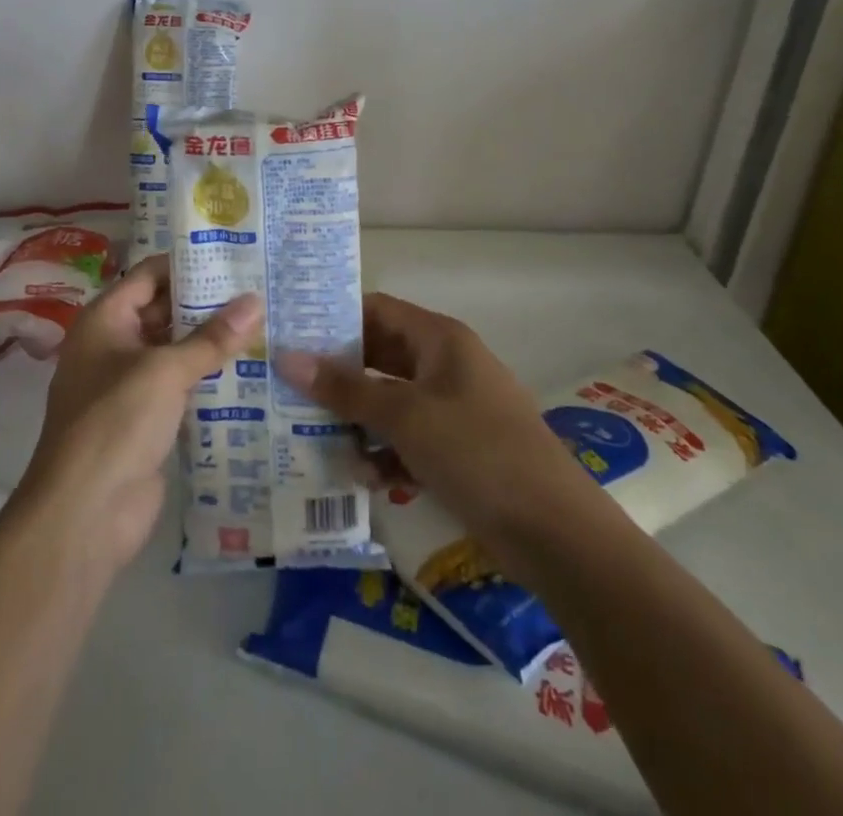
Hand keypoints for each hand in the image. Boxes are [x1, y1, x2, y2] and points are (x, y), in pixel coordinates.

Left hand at [17, 255, 260, 570]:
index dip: (188, 263)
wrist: (85, 512)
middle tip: (260, 289)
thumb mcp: (166, 370)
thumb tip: (256, 301)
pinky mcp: (147, 420)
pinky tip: (251, 371)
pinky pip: (182, 386)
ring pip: (176, 350)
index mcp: (105, 320)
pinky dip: (209, 378)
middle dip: (207, 303)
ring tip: (265, 323)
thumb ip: (212, 337)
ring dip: (212, 342)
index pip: (150, 275)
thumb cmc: (116, 421)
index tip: (235, 256)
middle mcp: (114, 344)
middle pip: (164, 311)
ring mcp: (130, 385)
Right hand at [275, 293, 575, 540]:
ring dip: (358, 422)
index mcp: (439, 339)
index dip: (334, 319)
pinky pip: (407, 438)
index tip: (290, 334)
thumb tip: (286, 357)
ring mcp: (453, 408)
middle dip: (338, 377)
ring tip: (319, 443)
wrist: (555, 532)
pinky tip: (365, 479)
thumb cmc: (477, 452)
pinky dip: (385, 453)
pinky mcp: (457, 449)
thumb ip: (345, 388)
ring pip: (389, 402)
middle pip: (379, 357)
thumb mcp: (404, 416)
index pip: (376, 310)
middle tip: (289, 389)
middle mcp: (445, 365)